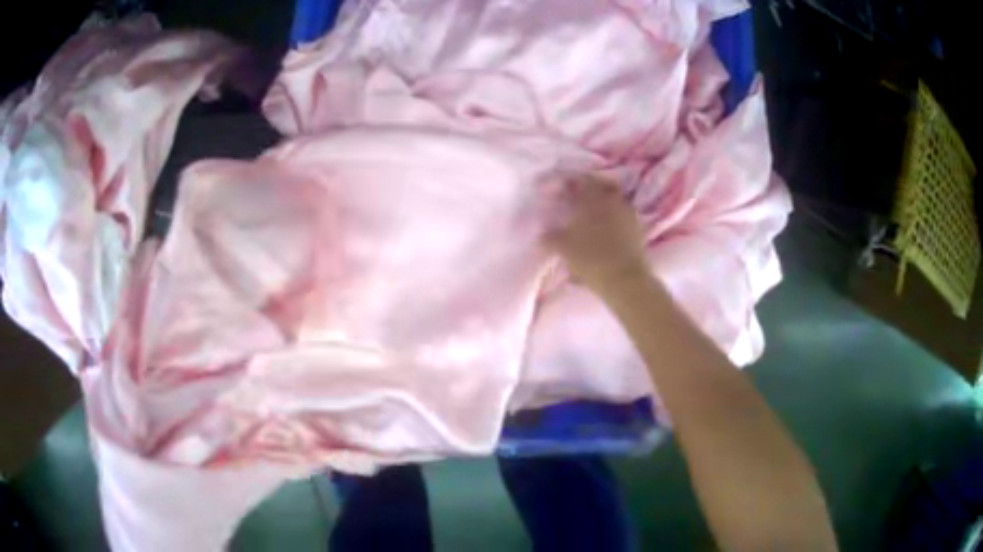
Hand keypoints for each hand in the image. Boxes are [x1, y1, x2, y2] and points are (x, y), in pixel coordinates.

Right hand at [544, 174, 647, 294]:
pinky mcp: (638, 229)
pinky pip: (624, 215)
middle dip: (591, 189)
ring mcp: (628, 214)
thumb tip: (541, 235)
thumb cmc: (591, 258)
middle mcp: (612, 201)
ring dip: (605, 204)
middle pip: (603, 186)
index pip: (582, 180)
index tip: (562, 188)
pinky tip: (608, 229)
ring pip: (616, 200)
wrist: (624, 279)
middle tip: (580, 198)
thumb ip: (552, 238)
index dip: (571, 182)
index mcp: (593, 199)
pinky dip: (615, 218)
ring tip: (594, 215)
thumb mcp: (565, 248)